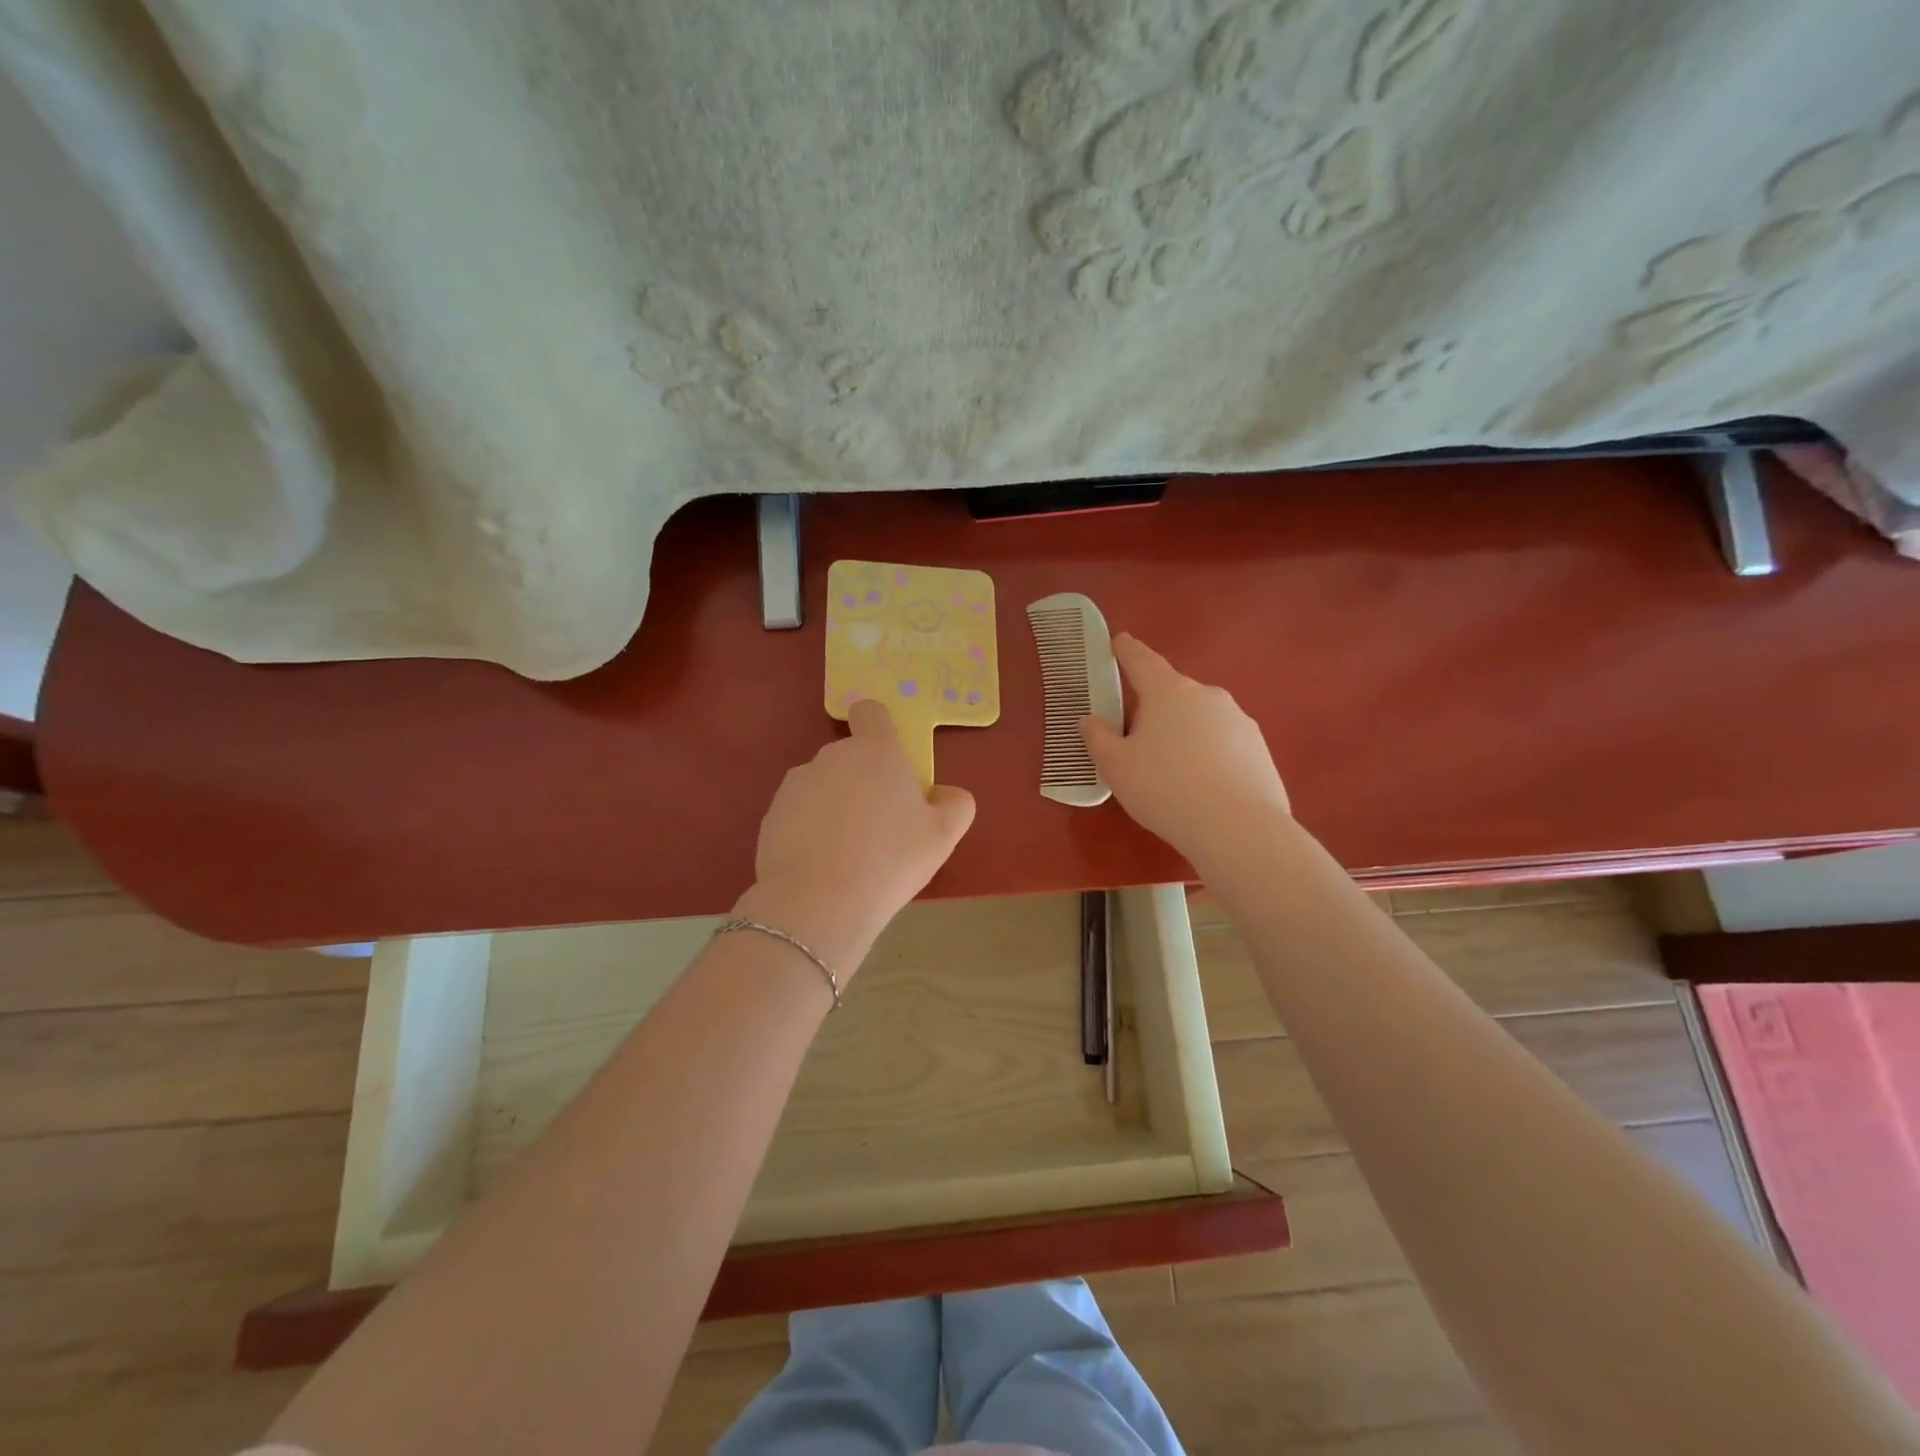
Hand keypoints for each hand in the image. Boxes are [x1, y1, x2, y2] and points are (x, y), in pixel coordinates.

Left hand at [735, 700, 975, 976]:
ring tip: (849, 852)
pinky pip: (799, 812)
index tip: (891, 764)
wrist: (817, 902)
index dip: (880, 730)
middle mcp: (832, 756)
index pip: (871, 712)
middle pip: (850, 755)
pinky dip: (810, 829)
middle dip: (865, 780)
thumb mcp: (942, 836)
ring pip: (824, 785)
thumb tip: (944, 794)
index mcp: (876, 750)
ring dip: (836, 805)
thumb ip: (955, 804)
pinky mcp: (772, 813)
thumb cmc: (890, 860)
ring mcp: (797, 783)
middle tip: (882, 826)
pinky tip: (822, 865)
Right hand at [1080, 634, 1289, 865]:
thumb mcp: (1116, 767)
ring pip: (1201, 718)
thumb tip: (1090, 720)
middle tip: (1138, 735)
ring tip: (1172, 769)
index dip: (1127, 651)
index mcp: (1168, 692)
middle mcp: (1207, 696)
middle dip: (1155, 706)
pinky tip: (1202, 785)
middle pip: (1173, 692)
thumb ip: (1098, 738)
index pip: (1141, 661)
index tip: (1119, 640)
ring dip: (1184, 732)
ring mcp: (1239, 720)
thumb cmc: (1165, 789)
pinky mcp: (1259, 748)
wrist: (1238, 828)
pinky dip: (1209, 754)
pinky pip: (1223, 743)